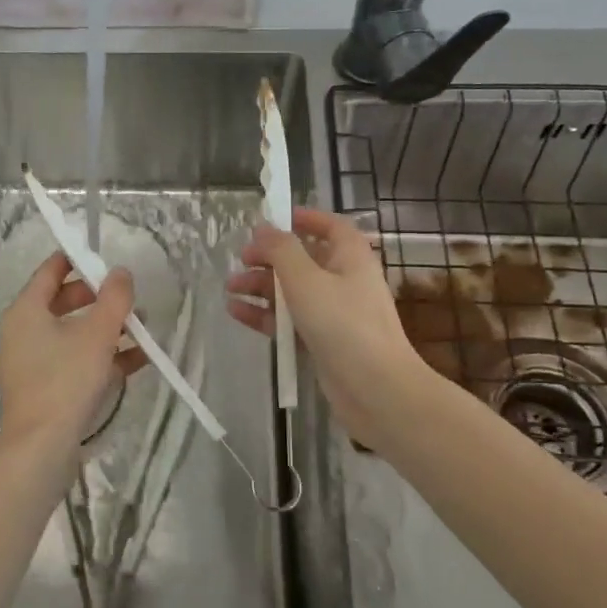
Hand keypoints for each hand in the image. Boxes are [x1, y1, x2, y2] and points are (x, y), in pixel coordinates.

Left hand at [0, 252, 145, 449]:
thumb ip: (114, 298)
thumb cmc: (66, 379)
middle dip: (99, 299)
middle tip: (128, 299)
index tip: (106, 259)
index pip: (50, 271)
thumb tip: (121, 272)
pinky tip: (137, 361)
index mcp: (26, 310)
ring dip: (106, 329)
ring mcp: (31, 362)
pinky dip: (101, 356)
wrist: (41, 447)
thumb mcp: (98, 333)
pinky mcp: (43, 388)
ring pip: (72, 334)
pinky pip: (74, 361)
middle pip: (63, 302)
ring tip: (141, 330)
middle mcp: (22, 331)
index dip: (78, 260)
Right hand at [227, 208, 429, 448]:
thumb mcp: (306, 279)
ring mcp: (334, 313)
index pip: (330, 226)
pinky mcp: (323, 341)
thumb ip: (281, 250)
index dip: (304, 218)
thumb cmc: (343, 324)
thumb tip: (263, 228)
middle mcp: (344, 280)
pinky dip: (266, 315)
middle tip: (241, 260)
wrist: (375, 389)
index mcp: (350, 257)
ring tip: (231, 288)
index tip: (272, 219)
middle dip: (270, 257)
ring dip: (262, 286)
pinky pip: (291, 320)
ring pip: (293, 291)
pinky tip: (237, 312)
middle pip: (304, 259)